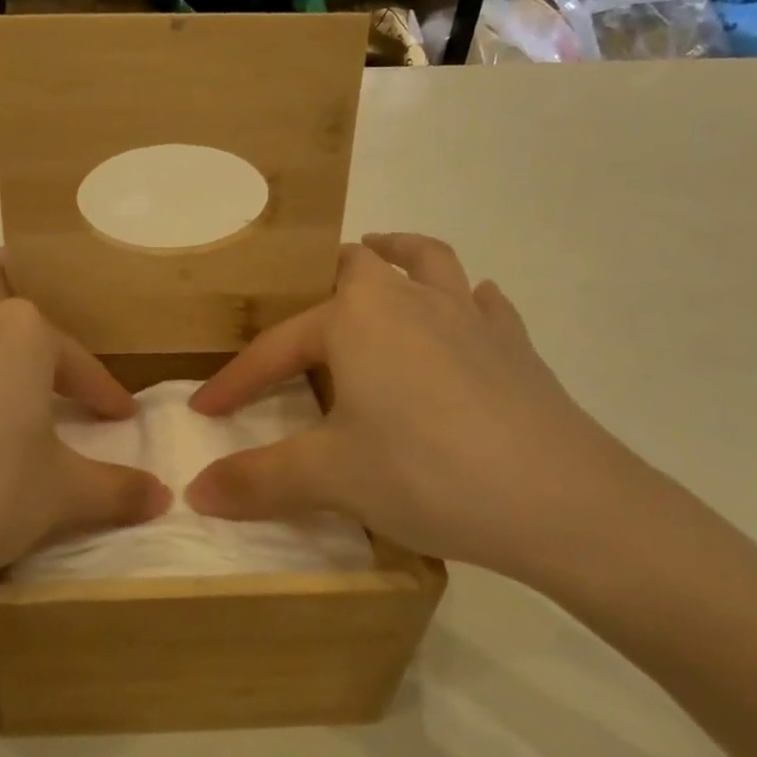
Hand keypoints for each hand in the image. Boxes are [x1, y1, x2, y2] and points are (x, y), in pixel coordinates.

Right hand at [185, 233, 663, 588]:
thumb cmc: (426, 473)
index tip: (204, 410)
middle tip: (302, 313)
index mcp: (355, 320)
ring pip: (426, 260)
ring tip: (380, 258)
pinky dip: (465, 302)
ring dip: (398, 255)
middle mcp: (408, 300)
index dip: (236, 380)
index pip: (276, 347)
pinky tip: (466, 317)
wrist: (561, 500)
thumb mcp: (329, 478)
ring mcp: (468, 316)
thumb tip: (196, 492)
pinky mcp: (514, 344)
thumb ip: (257, 480)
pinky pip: (483, 304)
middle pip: (357, 264)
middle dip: (322, 281)